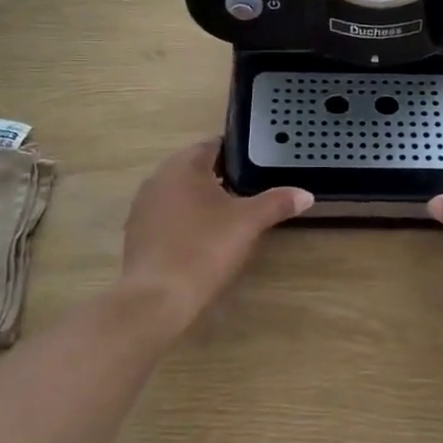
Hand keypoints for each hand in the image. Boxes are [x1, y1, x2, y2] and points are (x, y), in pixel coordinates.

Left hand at [122, 139, 312, 327]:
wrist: (157, 297)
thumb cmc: (204, 247)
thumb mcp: (248, 223)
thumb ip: (277, 203)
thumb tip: (306, 194)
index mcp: (183, 165)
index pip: (213, 145)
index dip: (237, 154)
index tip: (256, 167)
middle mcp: (158, 178)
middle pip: (194, 168)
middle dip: (220, 177)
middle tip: (248, 192)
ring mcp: (143, 206)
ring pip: (179, 192)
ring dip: (201, 199)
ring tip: (228, 217)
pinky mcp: (136, 233)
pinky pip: (166, 216)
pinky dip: (184, 221)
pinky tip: (201, 239)